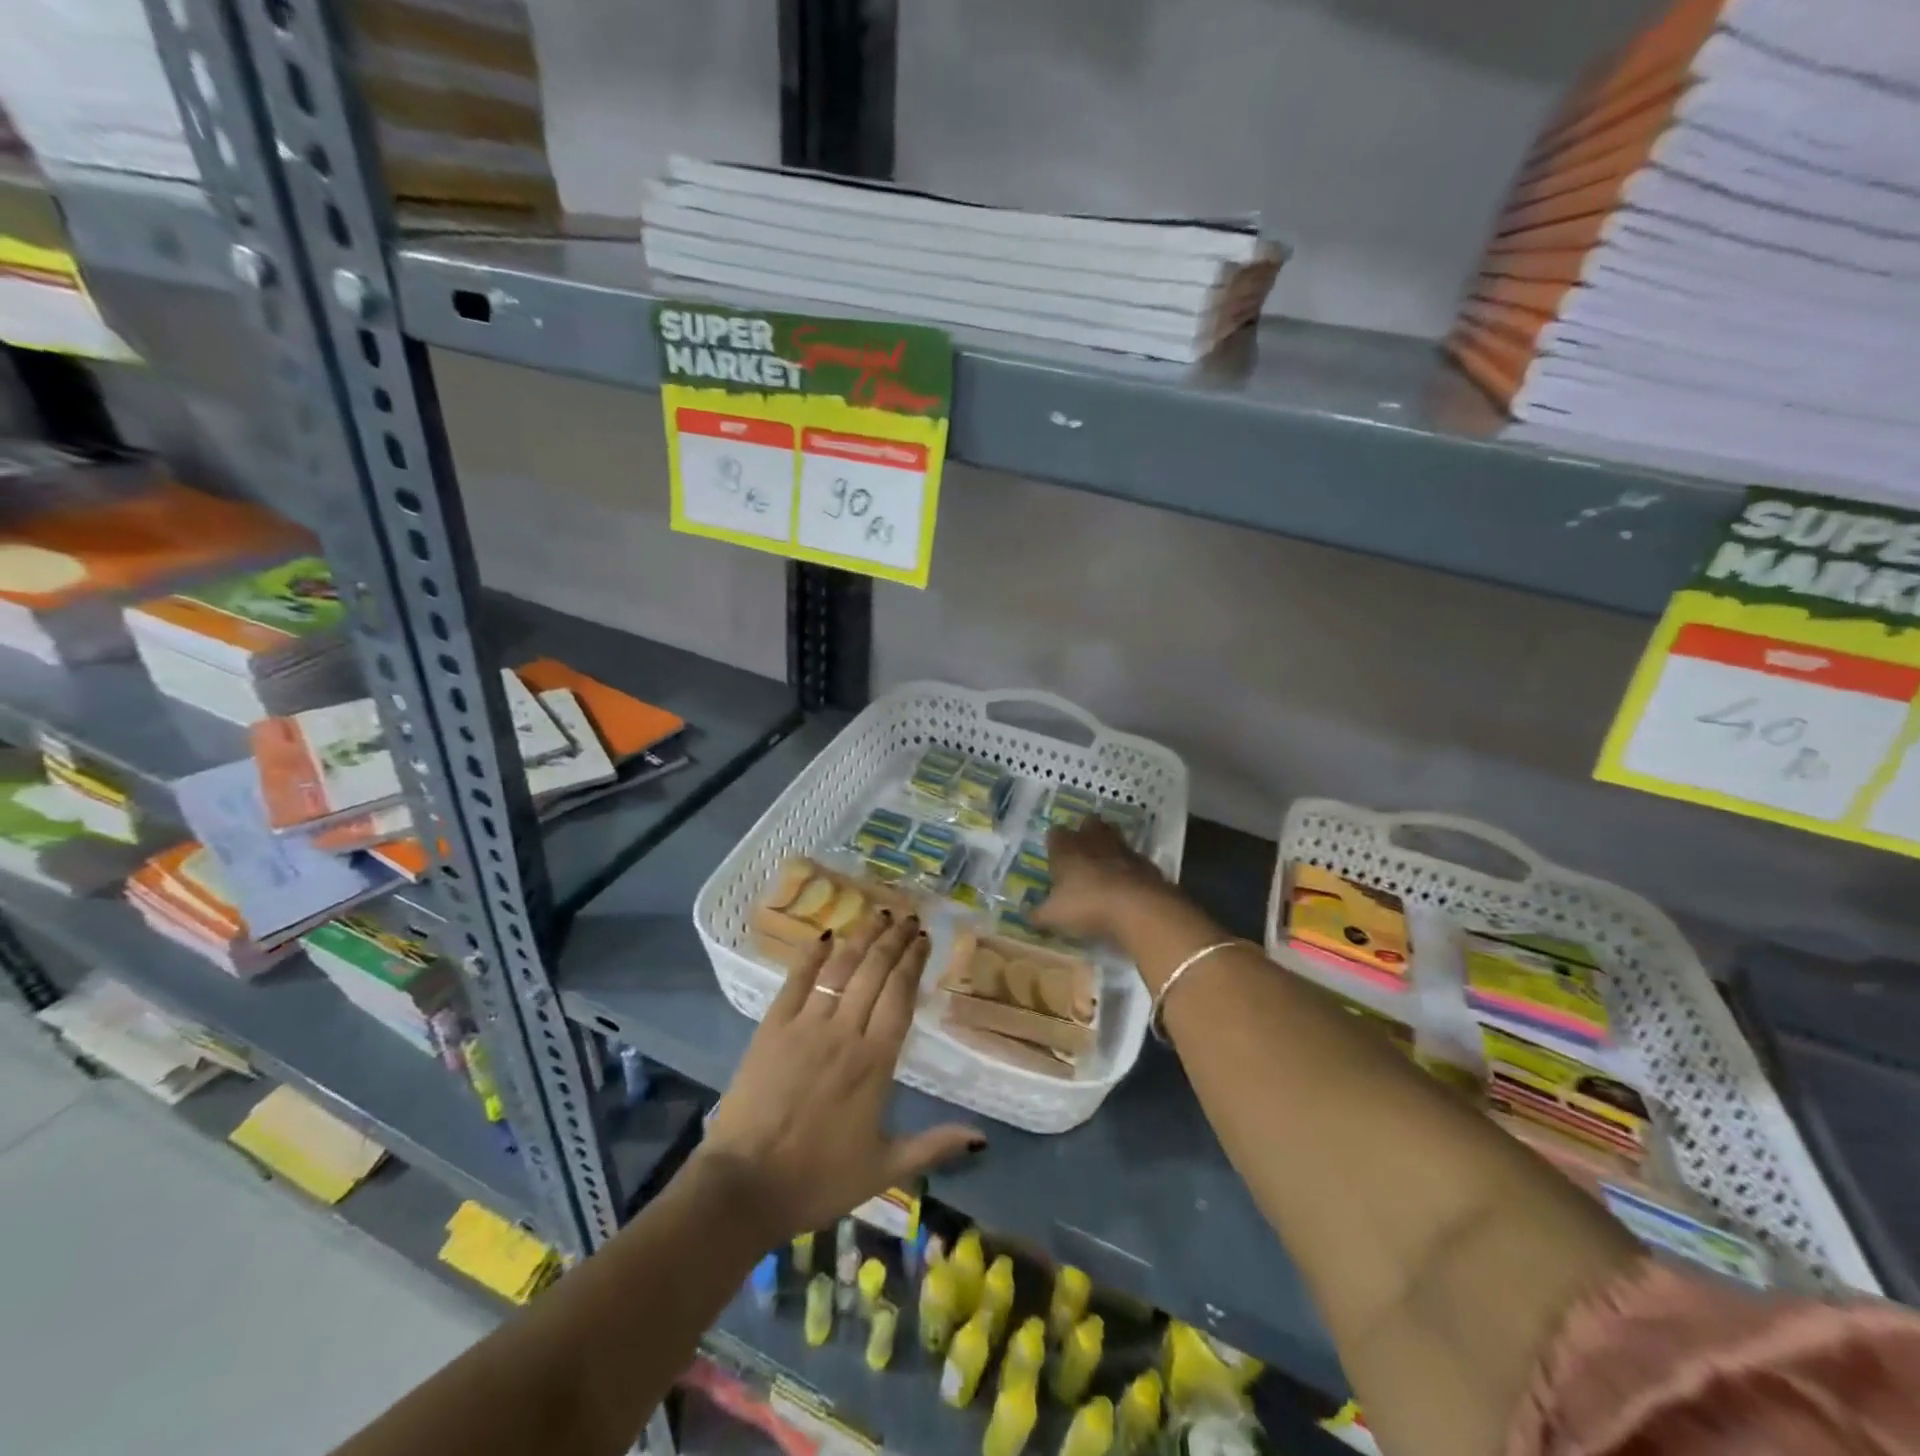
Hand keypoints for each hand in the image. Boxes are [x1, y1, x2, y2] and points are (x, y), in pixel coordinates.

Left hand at [697, 911, 984, 1244]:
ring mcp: (805, 1025)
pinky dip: (811, 955)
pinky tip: (825, 936)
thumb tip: (982, 1139)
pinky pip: (796, 981)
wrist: (744, 1187)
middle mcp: (845, 1031)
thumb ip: (933, 1146)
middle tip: (908, 918)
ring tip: (878, 915)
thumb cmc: (818, 1179)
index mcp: (875, 1061)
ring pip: (840, 968)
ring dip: (862, 938)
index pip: (900, 995)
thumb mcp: (883, 1169)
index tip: (924, 939)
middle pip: (875, 972)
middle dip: (894, 940)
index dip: (913, 962)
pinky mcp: (772, 1028)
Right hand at [1032, 819, 1175, 943]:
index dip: (1054, 842)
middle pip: (1089, 823)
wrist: (1139, 908)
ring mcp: (1122, 849)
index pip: (1055, 833)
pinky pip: (1134, 859)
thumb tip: (1025, 914)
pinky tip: (1127, 884)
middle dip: (1085, 832)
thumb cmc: (1087, 906)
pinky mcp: (1146, 863)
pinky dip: (1129, 867)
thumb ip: (1038, 914)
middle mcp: (1093, 841)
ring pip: (1114, 836)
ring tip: (1105, 865)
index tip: (1054, 854)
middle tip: (1082, 850)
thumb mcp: (1054, 916)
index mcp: (1066, 848)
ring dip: (1109, 846)